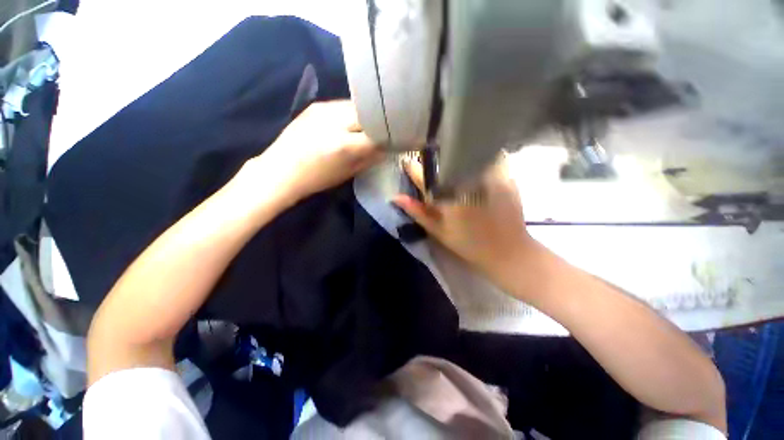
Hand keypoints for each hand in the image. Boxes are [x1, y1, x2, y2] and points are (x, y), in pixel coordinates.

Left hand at [245, 100, 381, 204]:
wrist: (281, 170)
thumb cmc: (317, 179)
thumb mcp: (348, 173)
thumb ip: (370, 158)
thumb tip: (387, 148)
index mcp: (344, 145)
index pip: (378, 133)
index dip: (390, 136)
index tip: (396, 139)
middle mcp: (335, 121)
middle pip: (369, 113)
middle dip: (379, 122)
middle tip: (384, 131)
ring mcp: (323, 109)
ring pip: (356, 106)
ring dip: (366, 116)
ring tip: (367, 126)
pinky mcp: (315, 105)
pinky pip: (342, 105)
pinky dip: (351, 113)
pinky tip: (350, 123)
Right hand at [393, 156, 534, 281]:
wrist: (507, 252)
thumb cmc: (468, 244)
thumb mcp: (438, 231)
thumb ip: (417, 212)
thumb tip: (396, 197)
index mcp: (447, 196)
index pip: (424, 175)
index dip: (413, 167)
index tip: (407, 161)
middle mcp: (466, 182)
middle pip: (446, 161)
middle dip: (436, 160)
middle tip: (432, 165)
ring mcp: (488, 176)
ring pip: (468, 156)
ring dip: (458, 157)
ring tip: (454, 163)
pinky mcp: (506, 176)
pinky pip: (489, 159)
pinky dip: (480, 159)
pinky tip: (477, 167)